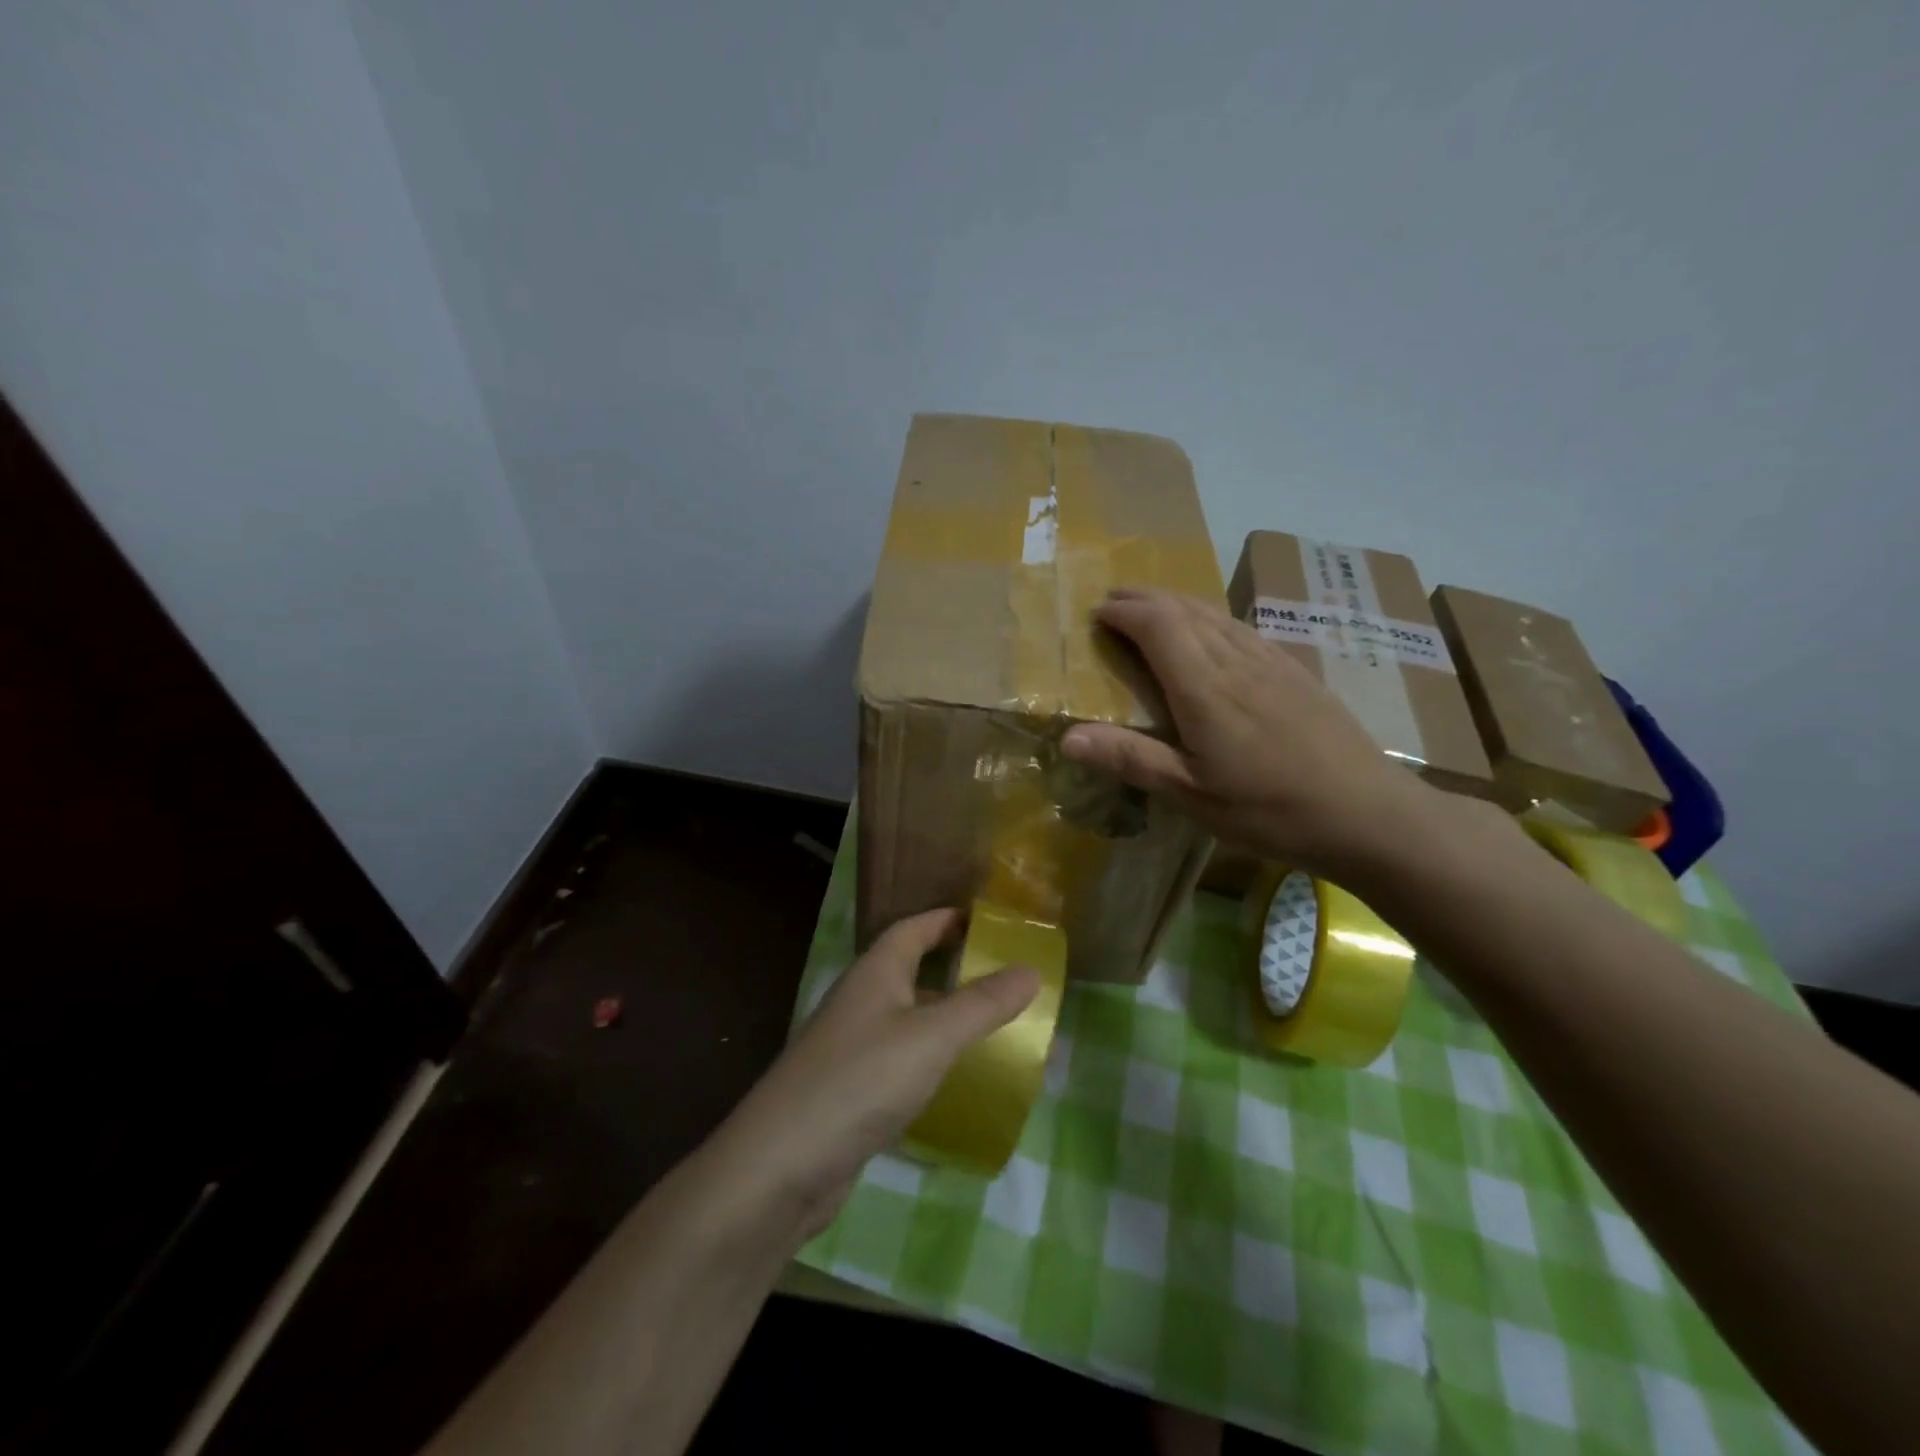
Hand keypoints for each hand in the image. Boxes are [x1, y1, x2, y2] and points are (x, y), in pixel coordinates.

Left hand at [715, 909, 1037, 1238]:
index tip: (987, 921)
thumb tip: (1032, 969)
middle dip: (952, 966)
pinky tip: (952, 1078)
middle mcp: (860, 1000)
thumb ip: (983, 1004)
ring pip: (905, 1016)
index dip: (947, 919)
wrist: (780, 1166)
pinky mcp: (849, 1090)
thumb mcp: (932, 1037)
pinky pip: (898, 1057)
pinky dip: (928, 1056)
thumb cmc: (861, 1081)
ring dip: (942, 1014)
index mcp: (875, 972)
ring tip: (990, 1024)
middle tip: (1001, 974)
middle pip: (909, 968)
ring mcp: (850, 1046)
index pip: (913, 928)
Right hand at [1061, 588, 1437, 878]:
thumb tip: (1067, 736)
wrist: (1369, 813)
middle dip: (1145, 599)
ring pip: (1217, 615)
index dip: (1125, 612)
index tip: (1097, 613)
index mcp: (1204, 687)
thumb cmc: (1270, 809)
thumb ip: (1130, 759)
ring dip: (1179, 603)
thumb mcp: (1192, 794)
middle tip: (1115, 601)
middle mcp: (1236, 661)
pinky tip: (1216, 632)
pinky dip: (1213, 618)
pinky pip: (1244, 629)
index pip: (1158, 626)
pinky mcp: (1297, 673)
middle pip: (1186, 610)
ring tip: (1154, 607)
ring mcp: (1272, 663)